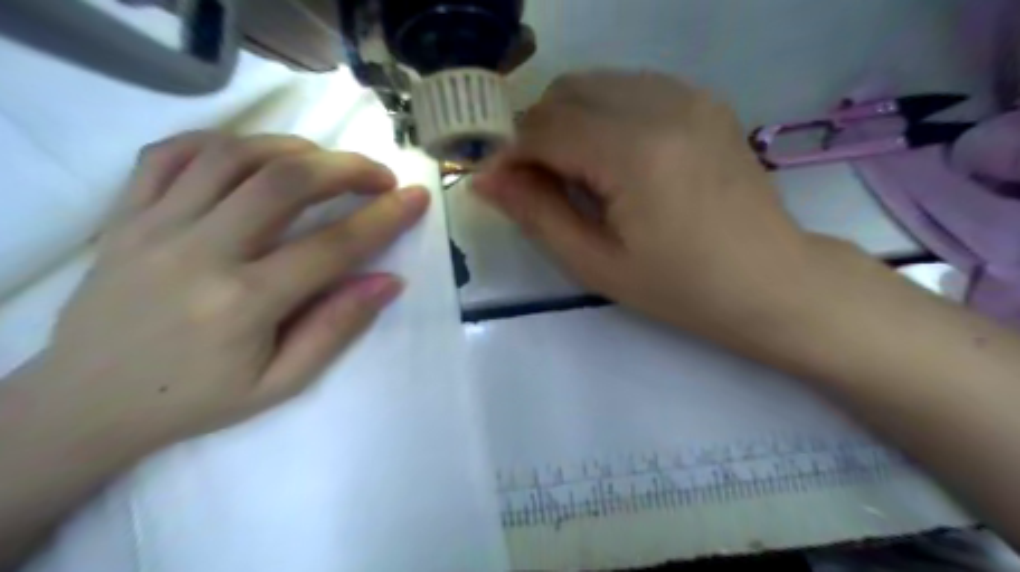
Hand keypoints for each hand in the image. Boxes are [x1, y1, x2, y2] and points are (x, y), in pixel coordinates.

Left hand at [21, 131, 427, 455]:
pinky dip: (222, 141)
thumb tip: (389, 282)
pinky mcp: (123, 215)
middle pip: (284, 182)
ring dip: (293, 148)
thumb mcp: (281, 383)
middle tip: (380, 175)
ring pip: (233, 156)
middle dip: (346, 168)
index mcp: (243, 303)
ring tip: (326, 162)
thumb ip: (336, 327)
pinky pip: (171, 154)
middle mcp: (198, 252)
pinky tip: (255, 154)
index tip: (417, 197)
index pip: (333, 246)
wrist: (85, 404)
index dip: (385, 217)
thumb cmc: (196, 399)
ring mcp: (153, 227)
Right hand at [476, 71, 818, 347]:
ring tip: (572, 173)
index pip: (546, 128)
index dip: (510, 154)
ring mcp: (688, 96)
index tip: (497, 185)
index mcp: (635, 152)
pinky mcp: (702, 100)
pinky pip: (630, 88)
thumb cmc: (681, 288)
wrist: (771, 280)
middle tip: (535, 183)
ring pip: (596, 83)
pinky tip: (611, 157)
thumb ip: (537, 214)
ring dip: (567, 120)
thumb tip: (486, 179)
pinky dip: (602, 113)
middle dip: (536, 133)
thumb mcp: (597, 264)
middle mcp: (662, 105)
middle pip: (566, 91)